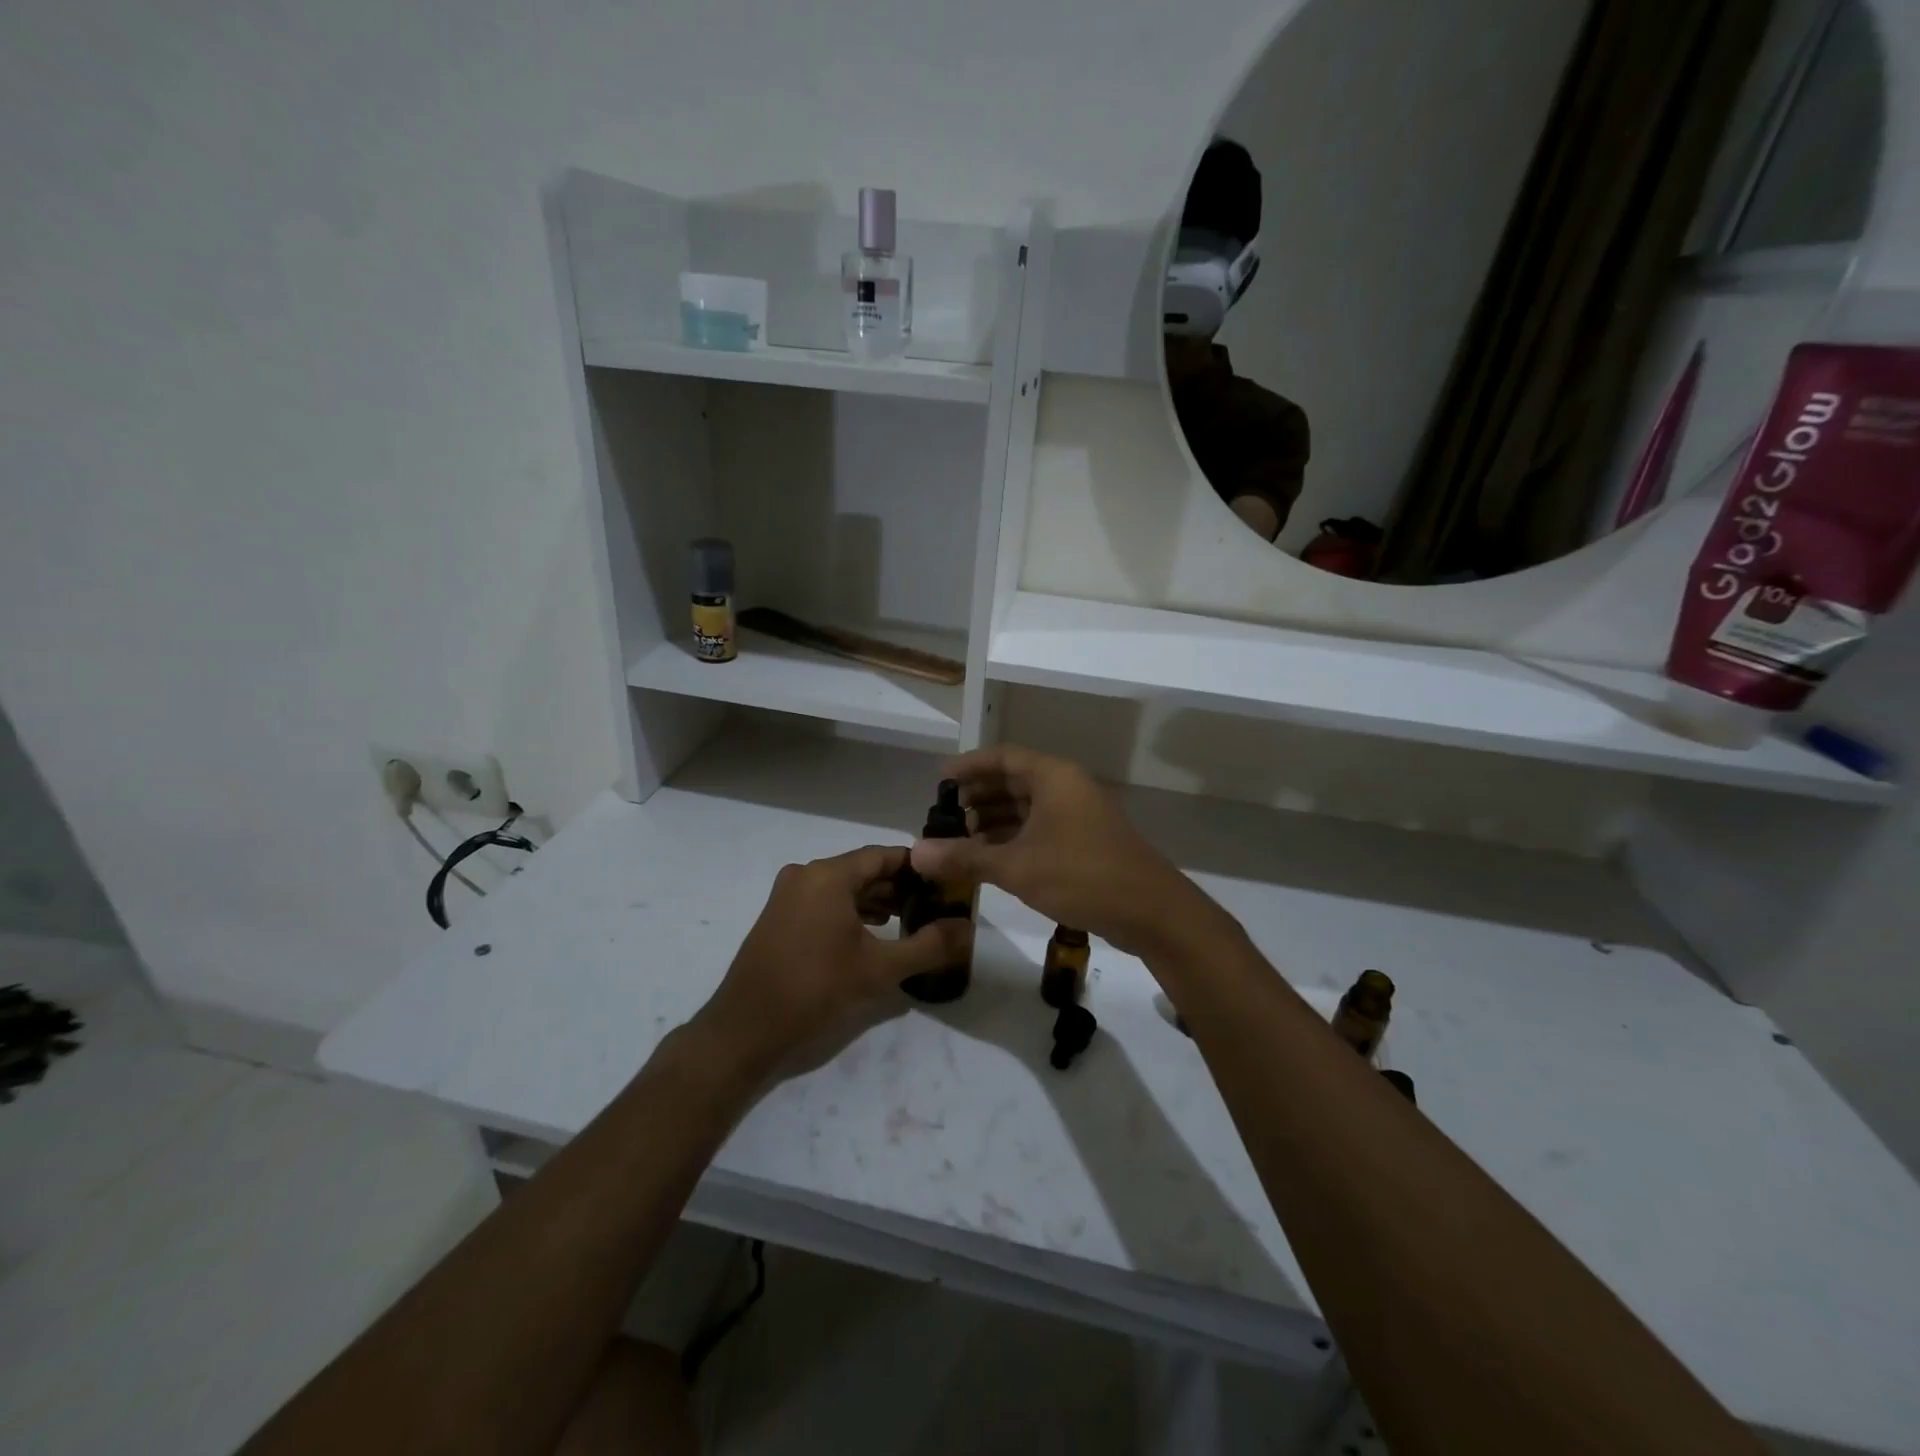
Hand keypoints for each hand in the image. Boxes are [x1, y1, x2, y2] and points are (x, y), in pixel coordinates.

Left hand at [695, 846, 969, 1078]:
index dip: (918, 867)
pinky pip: (825, 902)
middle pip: (863, 869)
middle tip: (934, 904)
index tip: (946, 882)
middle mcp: (806, 874)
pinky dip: (852, 912)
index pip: (884, 856)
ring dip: (877, 900)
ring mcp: (788, 895)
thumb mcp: (881, 969)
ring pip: (844, 887)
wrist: (745, 1029)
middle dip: (900, 886)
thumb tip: (966, 928)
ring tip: (911, 919)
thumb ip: (929, 945)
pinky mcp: (779, 917)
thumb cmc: (815, 990)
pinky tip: (874, 933)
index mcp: (828, 875)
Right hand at [910, 745, 1228, 958]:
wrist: (1151, 911)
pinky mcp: (1085, 841)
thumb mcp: (1016, 866)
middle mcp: (1066, 787)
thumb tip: (916, 853)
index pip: (1002, 757)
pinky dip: (1014, 838)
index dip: (969, 766)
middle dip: (978, 796)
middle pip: (1014, 780)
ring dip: (994, 820)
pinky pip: (1040, 828)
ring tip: (960, 840)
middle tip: (945, 816)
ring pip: (1027, 807)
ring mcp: (1078, 815)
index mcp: (1053, 777)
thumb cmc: (1081, 875)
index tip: (939, 780)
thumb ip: (964, 857)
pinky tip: (991, 858)